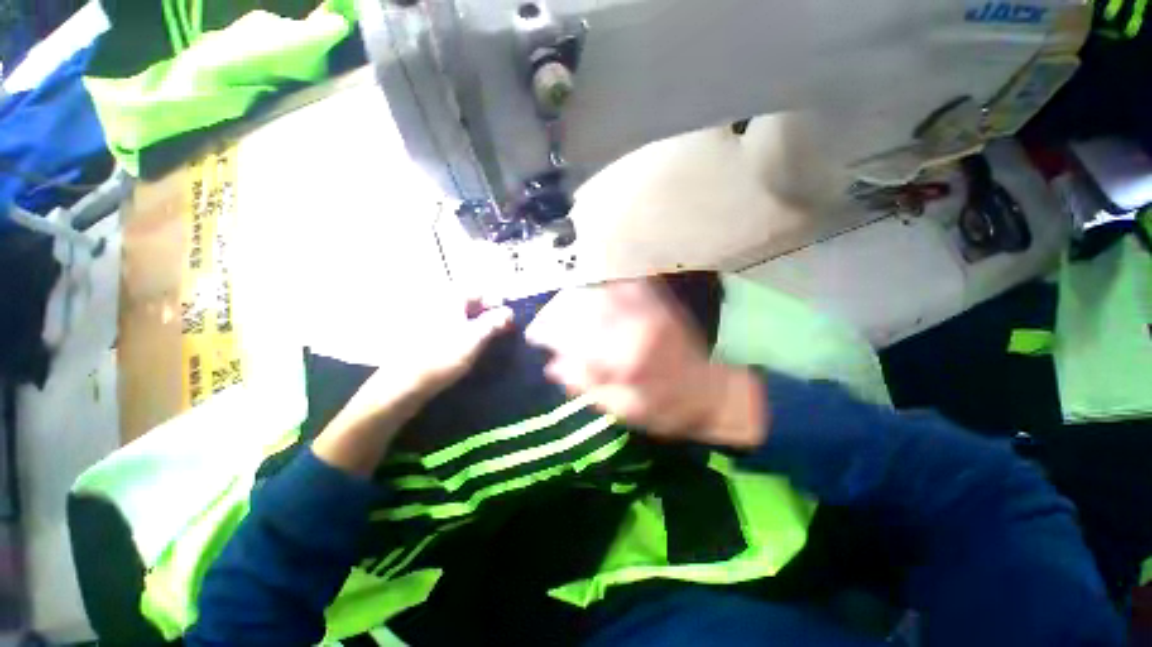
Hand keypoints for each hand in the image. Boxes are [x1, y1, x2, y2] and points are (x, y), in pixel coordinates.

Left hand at [314, 298, 513, 475]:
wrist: (403, 385)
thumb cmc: (441, 357)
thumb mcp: (474, 338)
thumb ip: (494, 322)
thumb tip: (509, 311)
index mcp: (450, 300)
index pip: (480, 291)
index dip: (497, 303)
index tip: (509, 320)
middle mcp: (439, 305)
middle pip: (472, 303)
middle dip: (490, 315)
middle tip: (504, 332)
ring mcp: (431, 320)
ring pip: (463, 317)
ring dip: (480, 326)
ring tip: (492, 342)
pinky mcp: (427, 336)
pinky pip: (454, 328)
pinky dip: (467, 334)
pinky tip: (473, 349)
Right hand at [525, 279, 765, 449]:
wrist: (709, 392)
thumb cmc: (666, 409)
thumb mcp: (623, 409)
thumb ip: (588, 385)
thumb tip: (554, 366)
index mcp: (628, 356)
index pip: (577, 335)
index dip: (550, 331)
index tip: (533, 334)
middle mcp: (637, 325)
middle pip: (586, 305)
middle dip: (558, 309)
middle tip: (544, 320)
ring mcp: (650, 309)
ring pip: (602, 290)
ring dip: (577, 295)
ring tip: (562, 306)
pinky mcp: (659, 303)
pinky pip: (626, 284)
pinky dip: (604, 284)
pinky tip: (591, 291)